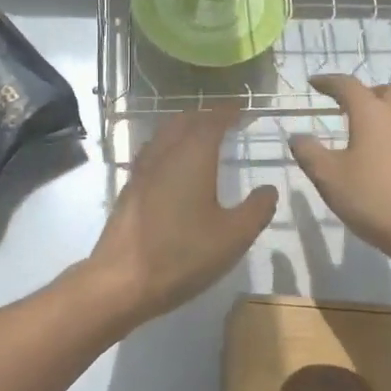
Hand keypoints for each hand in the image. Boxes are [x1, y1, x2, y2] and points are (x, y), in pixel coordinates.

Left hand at [85, 107, 277, 328]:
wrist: (122, 281)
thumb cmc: (182, 255)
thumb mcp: (233, 236)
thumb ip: (256, 210)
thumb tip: (268, 190)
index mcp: (192, 156)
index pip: (212, 120)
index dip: (228, 111)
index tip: (243, 109)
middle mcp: (164, 154)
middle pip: (184, 121)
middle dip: (206, 115)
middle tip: (226, 120)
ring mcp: (142, 171)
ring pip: (164, 135)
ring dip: (185, 128)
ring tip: (202, 137)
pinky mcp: (129, 190)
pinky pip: (153, 153)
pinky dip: (169, 147)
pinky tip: (174, 166)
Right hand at [290, 75, 390, 272]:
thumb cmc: (374, 199)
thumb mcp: (329, 178)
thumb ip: (309, 153)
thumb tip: (297, 137)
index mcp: (373, 113)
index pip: (347, 85)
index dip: (328, 82)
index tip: (314, 83)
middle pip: (383, 92)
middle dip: (362, 94)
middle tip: (344, 107)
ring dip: (380, 114)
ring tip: (361, 133)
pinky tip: (381, 160)